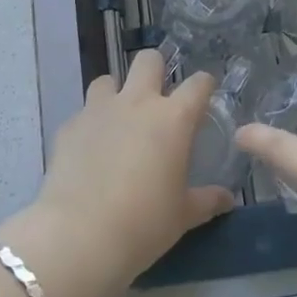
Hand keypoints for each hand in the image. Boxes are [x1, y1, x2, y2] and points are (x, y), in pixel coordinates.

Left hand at [4, 49, 233, 296]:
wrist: (79, 236)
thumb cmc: (143, 224)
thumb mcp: (182, 216)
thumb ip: (206, 201)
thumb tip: (227, 199)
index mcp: (172, 118)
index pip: (198, 84)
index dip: (204, 85)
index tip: (205, 95)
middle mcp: (136, 103)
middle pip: (148, 60)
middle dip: (156, 70)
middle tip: (158, 98)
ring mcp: (98, 110)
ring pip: (108, 80)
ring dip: (116, 93)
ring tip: (119, 120)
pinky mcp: (69, 126)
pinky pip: (83, 113)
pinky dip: (90, 124)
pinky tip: (90, 150)